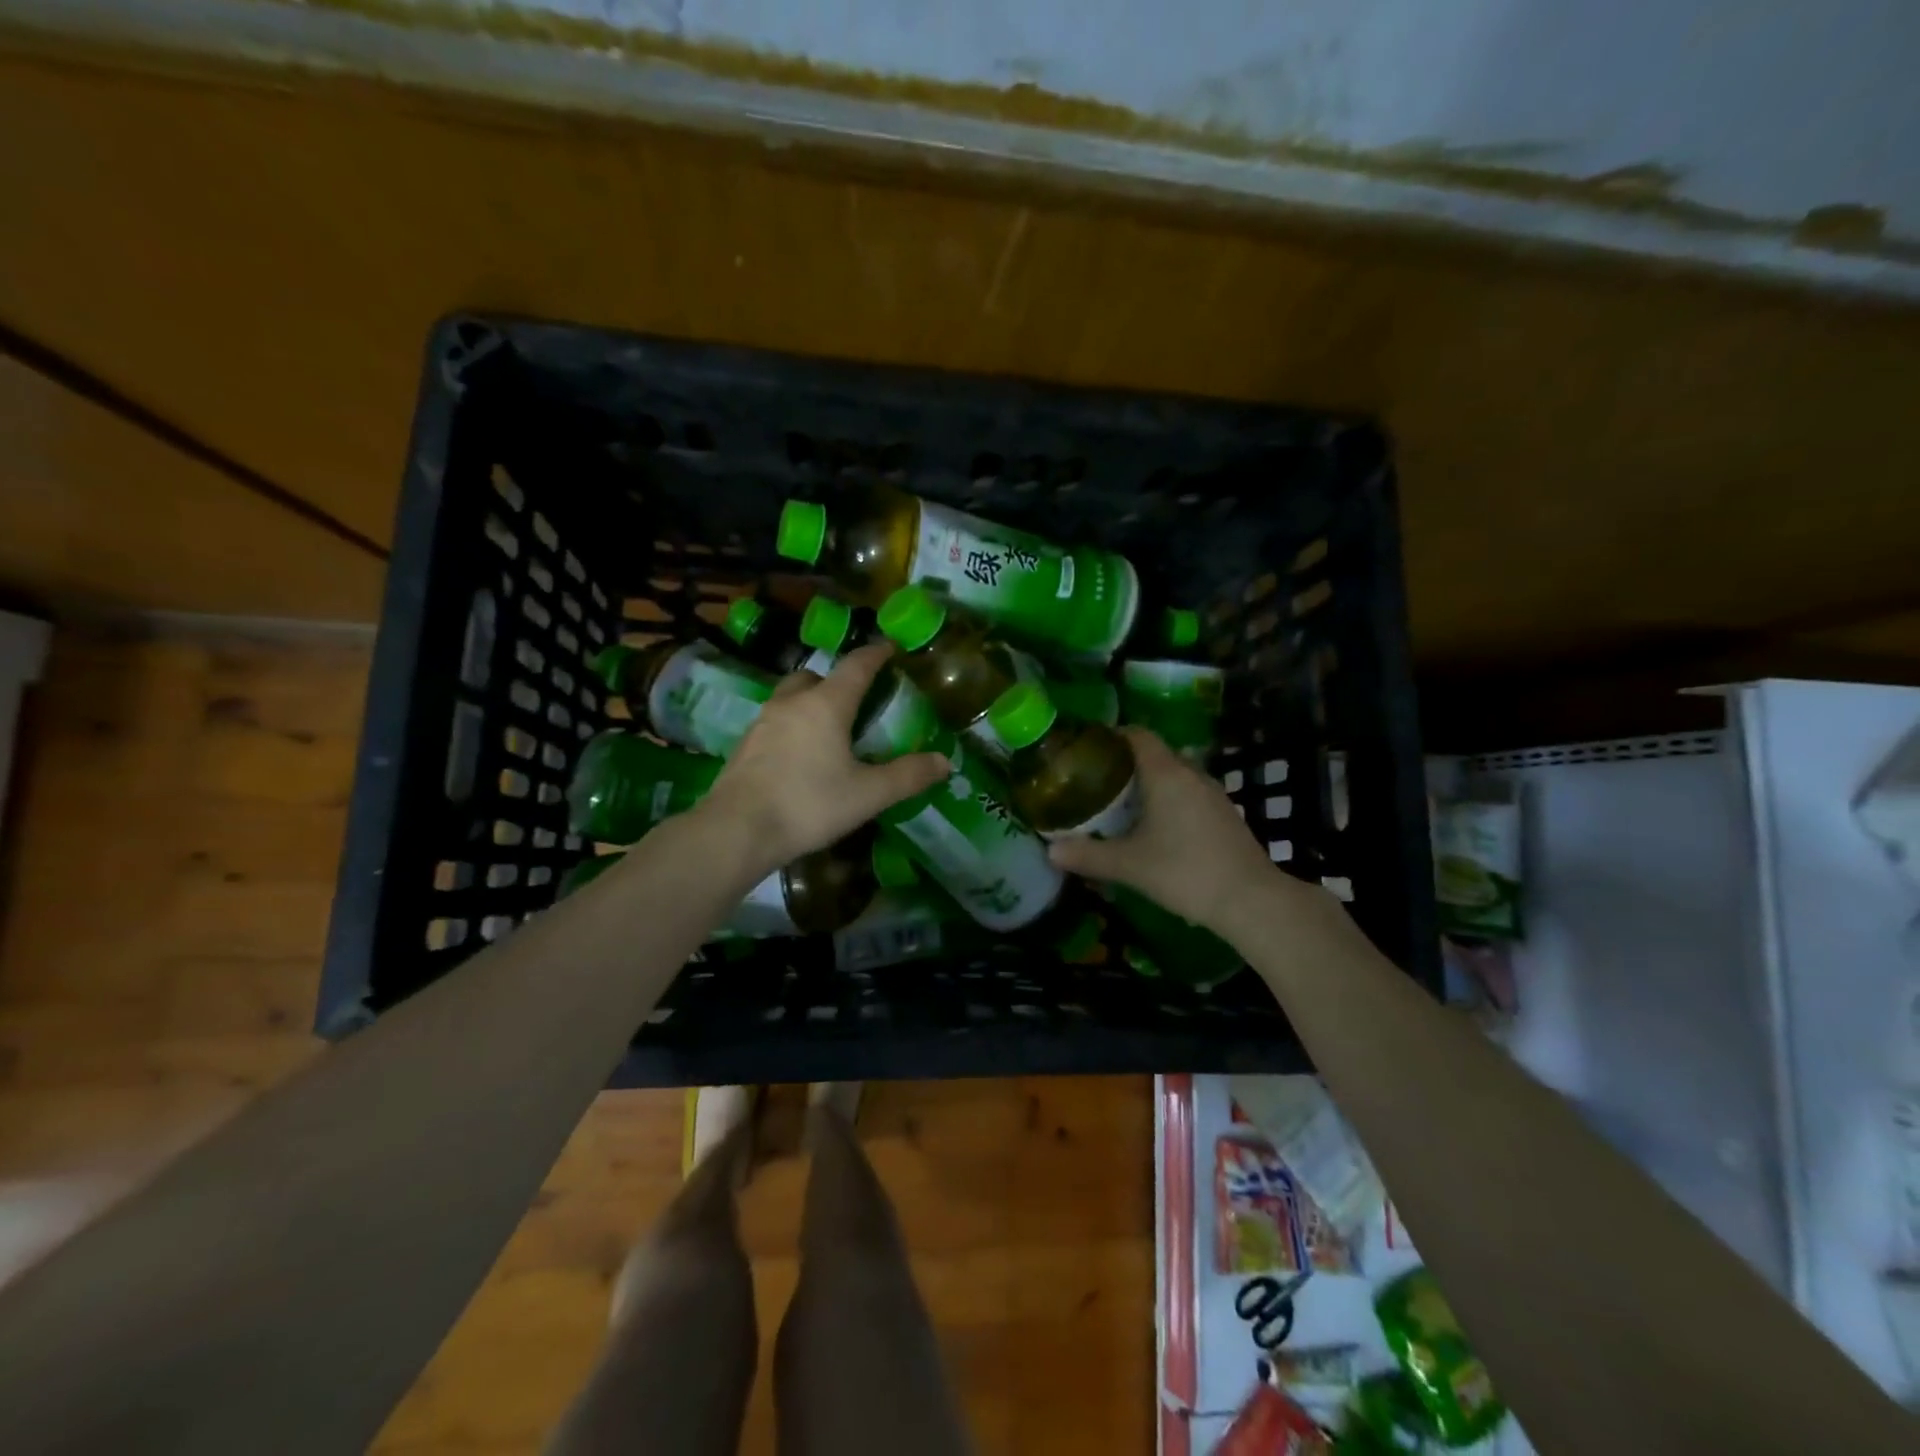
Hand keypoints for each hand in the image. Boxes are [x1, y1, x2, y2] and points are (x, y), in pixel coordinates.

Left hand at [698, 643, 948, 875]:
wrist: (738, 830)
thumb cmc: (809, 804)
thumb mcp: (868, 794)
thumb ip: (908, 776)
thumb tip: (944, 761)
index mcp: (826, 704)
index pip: (856, 665)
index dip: (876, 654)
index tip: (890, 648)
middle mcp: (792, 702)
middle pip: (815, 675)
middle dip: (837, 680)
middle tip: (856, 700)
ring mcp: (763, 721)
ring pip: (791, 697)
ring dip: (810, 702)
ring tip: (828, 729)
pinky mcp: (745, 744)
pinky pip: (775, 721)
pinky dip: (792, 726)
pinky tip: (800, 755)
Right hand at [1047, 727, 1277, 929]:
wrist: (1250, 900)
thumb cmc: (1184, 872)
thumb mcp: (1129, 865)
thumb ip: (1088, 855)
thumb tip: (1050, 850)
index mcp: (1166, 774)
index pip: (1138, 735)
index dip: (1112, 735)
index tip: (1088, 748)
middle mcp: (1191, 774)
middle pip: (1155, 753)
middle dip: (1125, 762)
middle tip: (1096, 780)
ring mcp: (1213, 794)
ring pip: (1174, 775)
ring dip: (1148, 783)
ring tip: (1121, 803)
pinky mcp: (1225, 814)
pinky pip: (1188, 793)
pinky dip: (1168, 799)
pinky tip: (1155, 826)